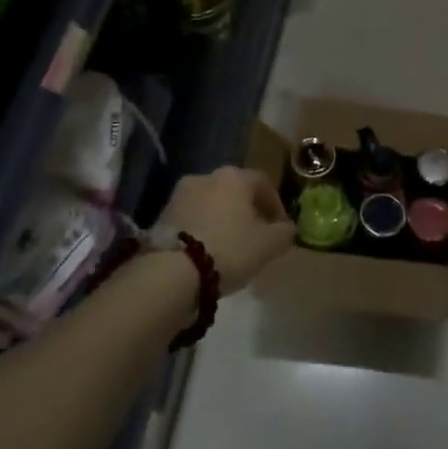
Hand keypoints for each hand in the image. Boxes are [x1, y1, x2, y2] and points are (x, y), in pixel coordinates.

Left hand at [157, 167, 295, 292]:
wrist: (172, 271)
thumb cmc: (229, 249)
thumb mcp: (269, 245)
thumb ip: (284, 233)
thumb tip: (286, 228)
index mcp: (234, 177)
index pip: (263, 183)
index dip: (276, 205)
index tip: (280, 228)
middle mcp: (206, 177)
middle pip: (235, 191)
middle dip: (248, 211)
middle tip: (256, 236)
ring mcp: (179, 195)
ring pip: (212, 204)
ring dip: (223, 219)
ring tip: (230, 246)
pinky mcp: (161, 216)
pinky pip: (192, 218)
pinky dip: (203, 229)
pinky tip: (208, 251)